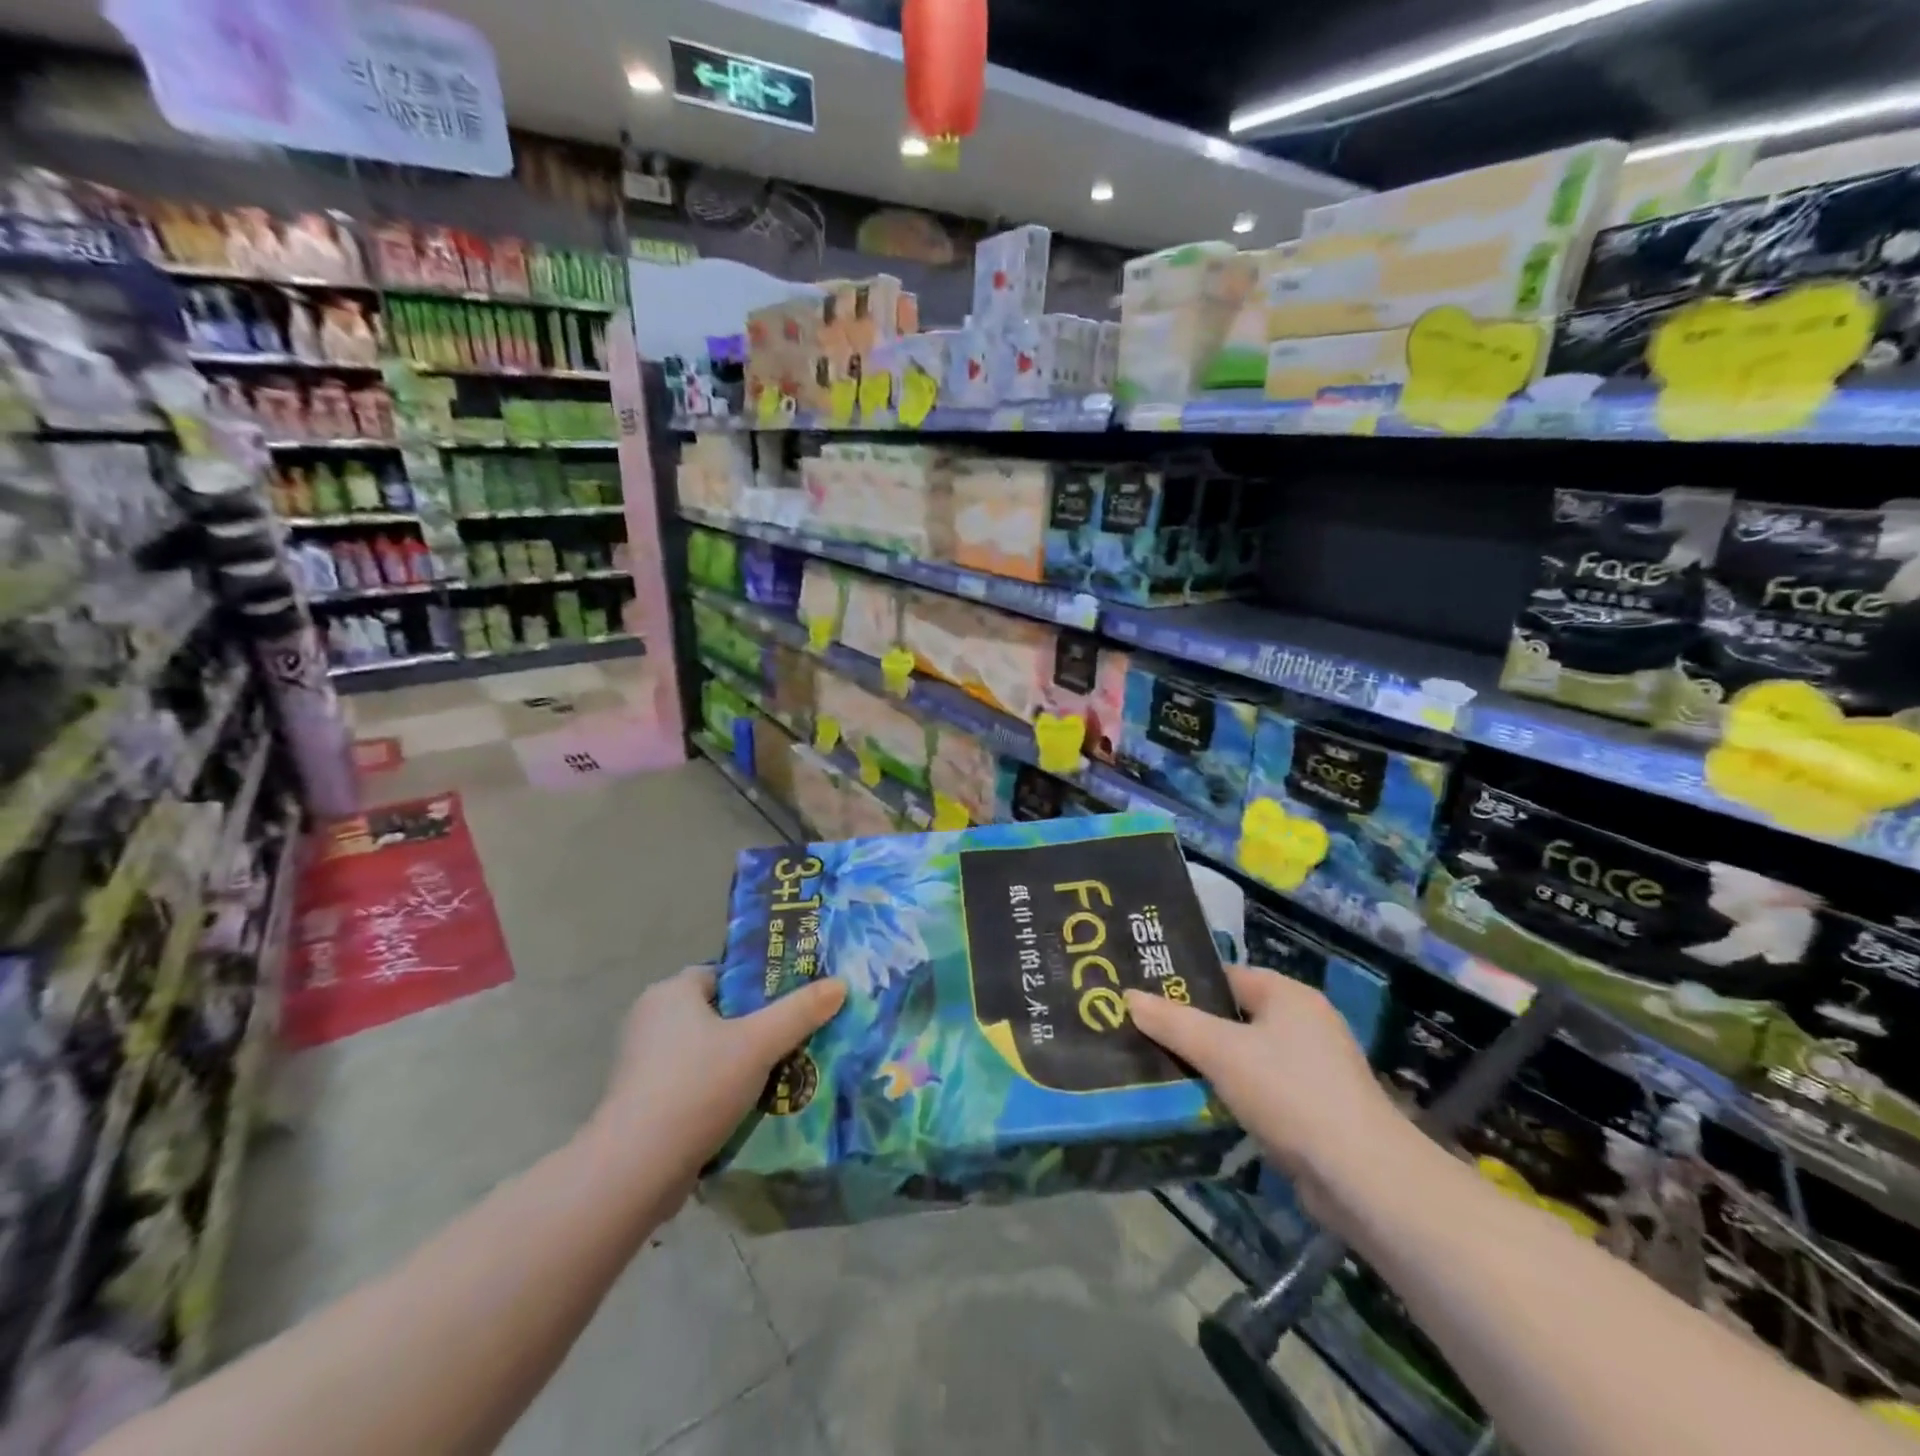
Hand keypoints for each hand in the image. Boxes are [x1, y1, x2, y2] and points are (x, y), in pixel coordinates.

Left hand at [590, 965, 845, 1195]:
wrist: (635, 1170)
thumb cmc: (697, 1086)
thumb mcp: (759, 1043)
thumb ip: (800, 1011)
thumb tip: (840, 984)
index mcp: (671, 992)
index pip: (724, 975)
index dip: (759, 986)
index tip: (791, 1004)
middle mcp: (650, 1019)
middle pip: (718, 1013)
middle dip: (754, 1027)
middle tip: (794, 1040)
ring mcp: (642, 1064)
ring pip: (706, 1051)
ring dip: (738, 1063)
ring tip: (780, 1075)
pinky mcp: (642, 1102)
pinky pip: (691, 1083)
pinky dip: (717, 1091)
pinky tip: (747, 1108)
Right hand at [1126, 966, 1404, 1199]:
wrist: (1362, 1178)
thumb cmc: (1289, 1093)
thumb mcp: (1220, 1051)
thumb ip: (1173, 1022)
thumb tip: (1128, 996)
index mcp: (1289, 995)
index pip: (1227, 976)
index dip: (1187, 984)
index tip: (1147, 998)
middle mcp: (1306, 1023)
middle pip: (1235, 1016)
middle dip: (1195, 1028)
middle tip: (1147, 1034)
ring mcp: (1315, 1068)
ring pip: (1247, 1056)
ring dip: (1214, 1065)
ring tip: (1165, 1070)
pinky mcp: (1317, 1109)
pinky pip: (1263, 1089)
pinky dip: (1236, 1095)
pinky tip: (1205, 1107)